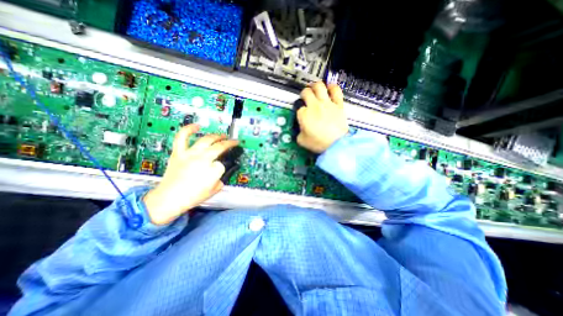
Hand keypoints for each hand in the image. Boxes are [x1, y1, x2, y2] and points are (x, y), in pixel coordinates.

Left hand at [143, 123, 236, 224]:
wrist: (169, 199)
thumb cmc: (192, 196)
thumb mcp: (214, 189)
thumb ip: (221, 177)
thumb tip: (220, 168)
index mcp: (213, 170)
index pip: (223, 163)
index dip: (224, 165)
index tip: (223, 166)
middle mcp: (203, 158)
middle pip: (219, 146)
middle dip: (228, 143)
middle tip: (232, 142)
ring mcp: (190, 154)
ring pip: (206, 139)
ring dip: (217, 136)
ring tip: (222, 135)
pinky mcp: (179, 152)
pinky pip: (182, 137)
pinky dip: (189, 129)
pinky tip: (196, 126)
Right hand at [297, 82, 349, 152]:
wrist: (336, 145)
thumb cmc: (319, 143)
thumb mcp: (302, 141)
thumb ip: (299, 132)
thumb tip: (301, 129)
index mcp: (304, 114)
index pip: (298, 108)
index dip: (299, 110)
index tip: (301, 114)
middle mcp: (314, 106)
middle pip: (306, 92)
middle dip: (304, 93)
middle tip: (305, 96)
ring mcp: (327, 103)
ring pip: (319, 86)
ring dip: (315, 86)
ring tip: (315, 89)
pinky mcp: (338, 105)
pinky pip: (336, 90)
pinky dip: (332, 87)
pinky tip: (330, 88)